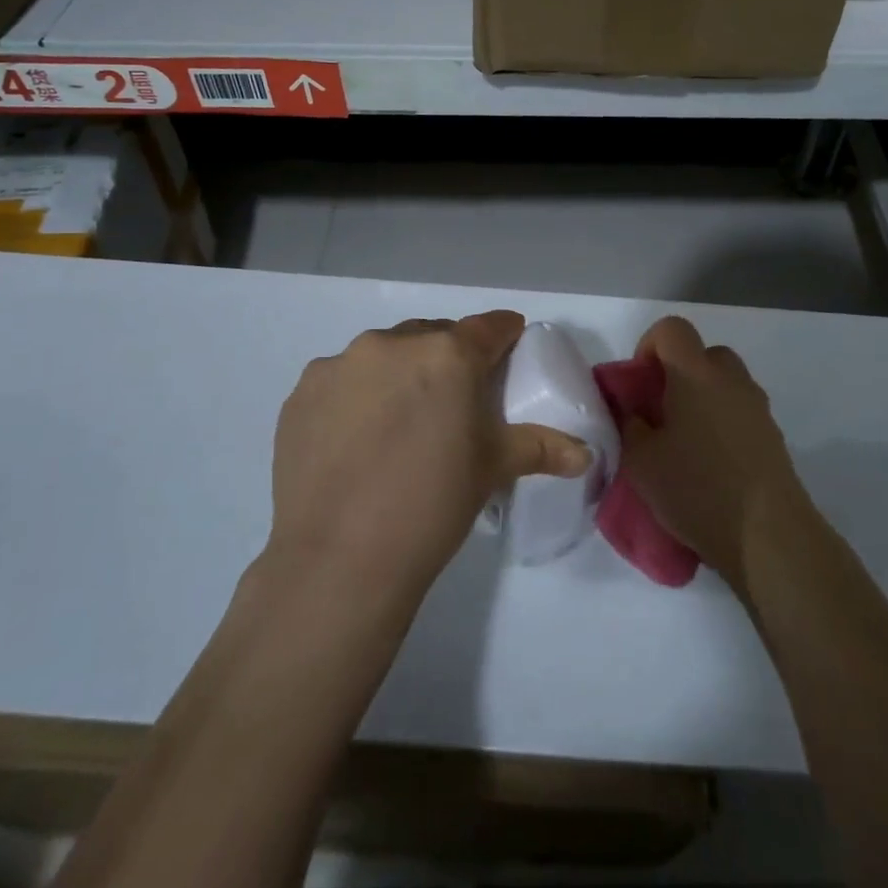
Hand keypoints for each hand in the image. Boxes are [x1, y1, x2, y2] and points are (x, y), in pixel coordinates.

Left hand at [268, 311, 590, 598]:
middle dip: (448, 358)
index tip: (509, 349)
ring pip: (383, 354)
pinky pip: (341, 380)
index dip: (504, 336)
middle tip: (452, 402)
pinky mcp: (302, 391)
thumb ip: (541, 447)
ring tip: (398, 425)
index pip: (489, 327)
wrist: (340, 560)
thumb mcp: (492, 469)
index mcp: (448, 354)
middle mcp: (393, 343)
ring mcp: (341, 364)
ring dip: (398, 374)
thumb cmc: (432, 505)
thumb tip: (585, 455)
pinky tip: (355, 439)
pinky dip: (355, 396)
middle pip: (434, 336)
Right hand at [619, 315, 810, 584]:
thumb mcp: (640, 462)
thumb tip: (637, 414)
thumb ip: (631, 426)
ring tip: (685, 444)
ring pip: (725, 384)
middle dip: (679, 373)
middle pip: (703, 354)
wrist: (768, 536)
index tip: (640, 385)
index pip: (672, 328)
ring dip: (703, 399)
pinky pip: (740, 413)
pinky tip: (711, 466)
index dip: (649, 346)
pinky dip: (723, 424)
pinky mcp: (774, 436)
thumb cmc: (697, 489)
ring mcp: (758, 407)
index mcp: (695, 374)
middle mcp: (731, 380)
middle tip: (661, 413)